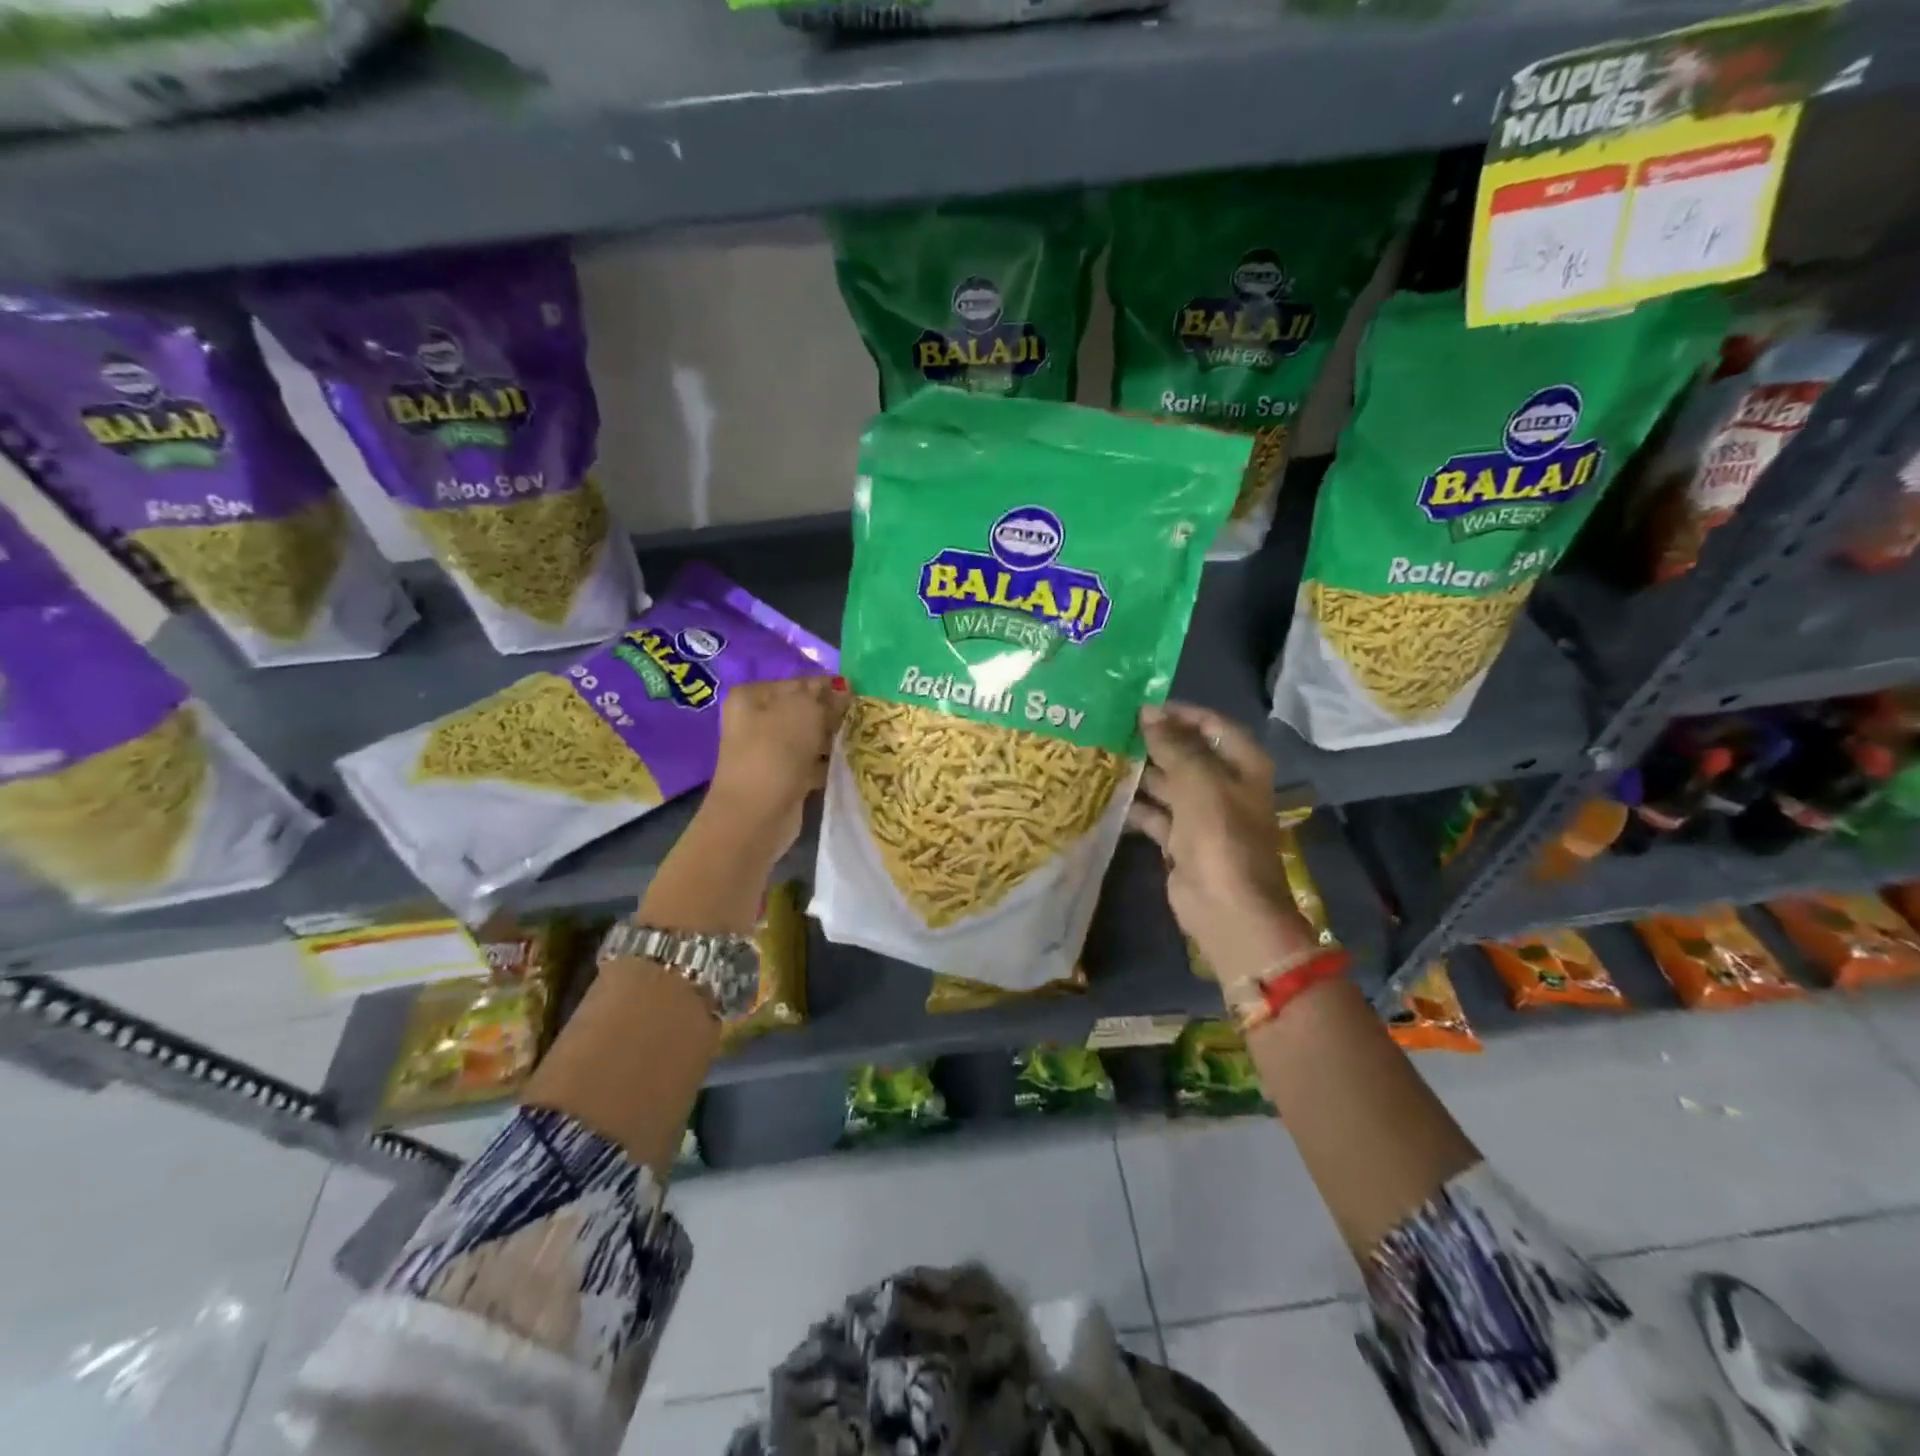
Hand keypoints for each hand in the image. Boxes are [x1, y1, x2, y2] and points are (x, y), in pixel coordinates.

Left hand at [702, 675, 848, 858]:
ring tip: (859, 739)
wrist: (756, 814)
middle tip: (860, 718)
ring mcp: (766, 751)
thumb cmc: (775, 752)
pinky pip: (810, 762)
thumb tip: (843, 689)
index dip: (829, 687)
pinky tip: (848, 762)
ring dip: (831, 740)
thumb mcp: (804, 711)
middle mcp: (755, 720)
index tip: (858, 695)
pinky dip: (826, 763)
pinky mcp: (781, 777)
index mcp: (752, 696)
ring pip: (808, 738)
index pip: (799, 682)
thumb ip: (825, 696)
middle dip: (831, 714)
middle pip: (803, 710)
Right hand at [1127, 703, 1310, 982]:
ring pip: (1168, 784)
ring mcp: (1203, 815)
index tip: (1141, 707)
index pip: (1212, 725)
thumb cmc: (1219, 835)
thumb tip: (1149, 712)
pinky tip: (1106, 795)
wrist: (1226, 907)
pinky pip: (1155, 814)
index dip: (1180, 713)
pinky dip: (1135, 806)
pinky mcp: (1181, 841)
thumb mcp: (1197, 780)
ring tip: (1103, 756)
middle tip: (1113, 729)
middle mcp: (1224, 785)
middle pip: (1187, 753)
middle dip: (1154, 742)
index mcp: (1241, 765)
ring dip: (1141, 772)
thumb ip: (1173, 744)